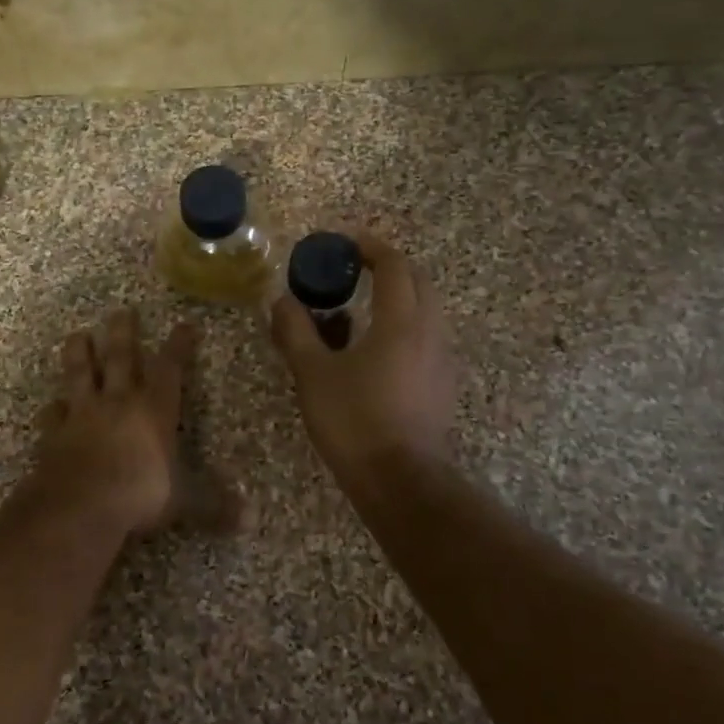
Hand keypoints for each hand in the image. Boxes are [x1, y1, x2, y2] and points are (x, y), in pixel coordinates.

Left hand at [28, 308, 196, 537]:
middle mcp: (118, 402)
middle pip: (119, 357)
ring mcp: (82, 415)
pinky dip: (52, 409)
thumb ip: (213, 506)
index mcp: (153, 410)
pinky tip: (51, 405)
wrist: (80, 505)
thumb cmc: (139, 494)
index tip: (183, 325)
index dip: (178, 346)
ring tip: (77, 334)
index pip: (169, 369)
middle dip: (122, 332)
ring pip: (80, 374)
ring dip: (79, 353)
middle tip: (120, 310)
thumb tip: (250, 520)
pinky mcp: (54, 434)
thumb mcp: (184, 501)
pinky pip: (52, 415)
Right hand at [270, 233, 456, 480]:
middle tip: (355, 270)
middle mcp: (430, 332)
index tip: (345, 242)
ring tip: (360, 310)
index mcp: (401, 322)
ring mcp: (442, 360)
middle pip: (418, 281)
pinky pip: (426, 338)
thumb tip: (280, 300)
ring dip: (397, 298)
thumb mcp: (313, 373)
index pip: (395, 265)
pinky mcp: (442, 385)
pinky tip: (375, 350)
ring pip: (425, 311)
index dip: (371, 246)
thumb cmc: (354, 421)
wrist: (400, 481)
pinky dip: (403, 327)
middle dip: (389, 267)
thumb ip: (295, 331)